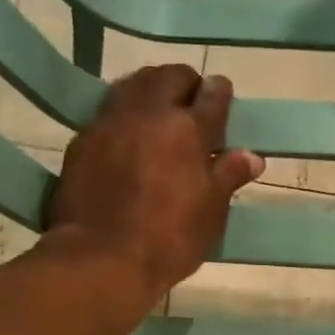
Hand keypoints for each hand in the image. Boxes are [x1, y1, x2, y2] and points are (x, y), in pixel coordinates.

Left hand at [46, 65, 263, 298]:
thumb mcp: (210, 214)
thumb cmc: (169, 240)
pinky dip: (123, 114)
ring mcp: (111, 122)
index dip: (220, 93)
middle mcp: (149, 114)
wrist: (101, 258)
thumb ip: (228, 177)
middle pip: (169, 76)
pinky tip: (126, 135)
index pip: (212, 94)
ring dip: (150, 90)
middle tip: (190, 104)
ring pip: (134, 84)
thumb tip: (252, 156)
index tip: (221, 97)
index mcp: (189, 129)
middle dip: (184, 83)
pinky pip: (108, 111)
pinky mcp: (82, 139)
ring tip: (157, 112)